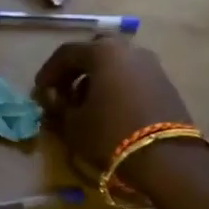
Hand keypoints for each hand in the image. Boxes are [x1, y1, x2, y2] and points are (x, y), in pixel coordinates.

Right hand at [34, 39, 196, 187]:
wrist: (167, 159)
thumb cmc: (110, 134)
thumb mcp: (73, 124)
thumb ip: (59, 107)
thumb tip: (54, 100)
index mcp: (102, 52)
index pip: (66, 53)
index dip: (49, 72)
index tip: (40, 91)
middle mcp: (129, 50)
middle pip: (95, 51)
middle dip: (76, 69)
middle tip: (64, 91)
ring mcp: (151, 65)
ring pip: (116, 63)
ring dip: (98, 78)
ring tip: (87, 104)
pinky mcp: (166, 84)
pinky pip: (132, 77)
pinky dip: (117, 86)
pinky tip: (110, 109)